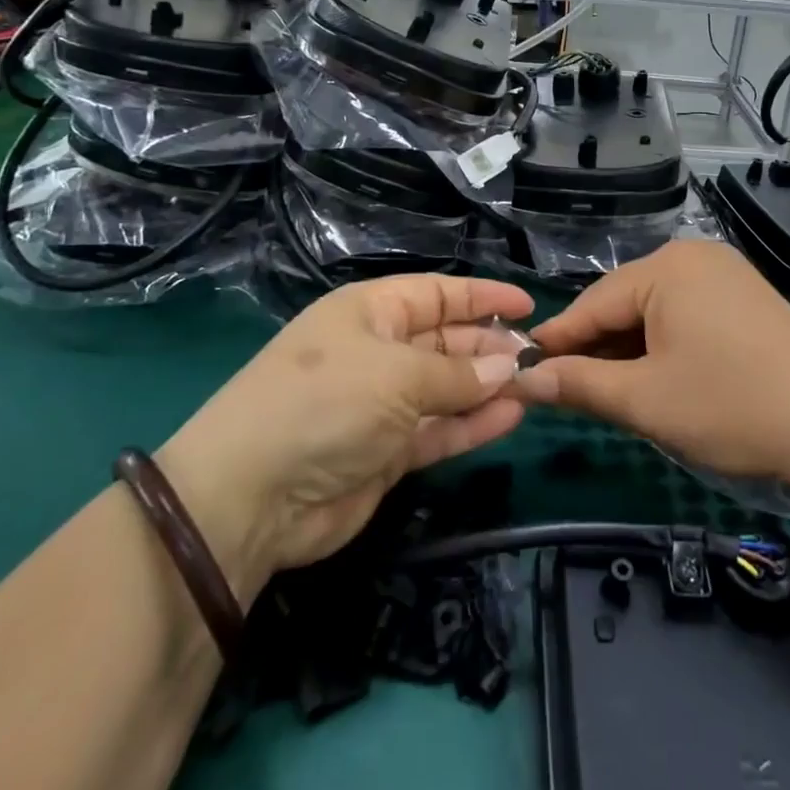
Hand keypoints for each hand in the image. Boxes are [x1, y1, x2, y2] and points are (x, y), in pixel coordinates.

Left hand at [158, 275, 533, 602]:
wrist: (252, 496)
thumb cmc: (326, 402)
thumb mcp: (396, 374)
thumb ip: (458, 373)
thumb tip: (509, 366)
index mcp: (370, 312)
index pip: (436, 294)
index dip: (481, 297)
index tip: (527, 306)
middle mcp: (377, 351)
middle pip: (445, 340)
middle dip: (489, 346)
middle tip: (537, 357)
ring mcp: (381, 404)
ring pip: (447, 387)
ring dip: (488, 386)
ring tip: (535, 385)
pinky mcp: (387, 452)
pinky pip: (439, 429)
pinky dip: (473, 423)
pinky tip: (512, 416)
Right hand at [517, 241, 789, 483]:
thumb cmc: (730, 407)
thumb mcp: (645, 400)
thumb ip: (580, 384)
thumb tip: (523, 379)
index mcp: (666, 268)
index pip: (592, 303)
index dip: (557, 340)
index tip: (523, 369)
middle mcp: (694, 257)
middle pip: (624, 303)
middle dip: (597, 347)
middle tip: (568, 390)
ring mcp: (726, 275)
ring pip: (655, 311)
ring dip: (629, 349)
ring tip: (610, 390)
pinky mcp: (747, 299)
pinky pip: (686, 314)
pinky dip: (663, 344)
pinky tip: (657, 375)